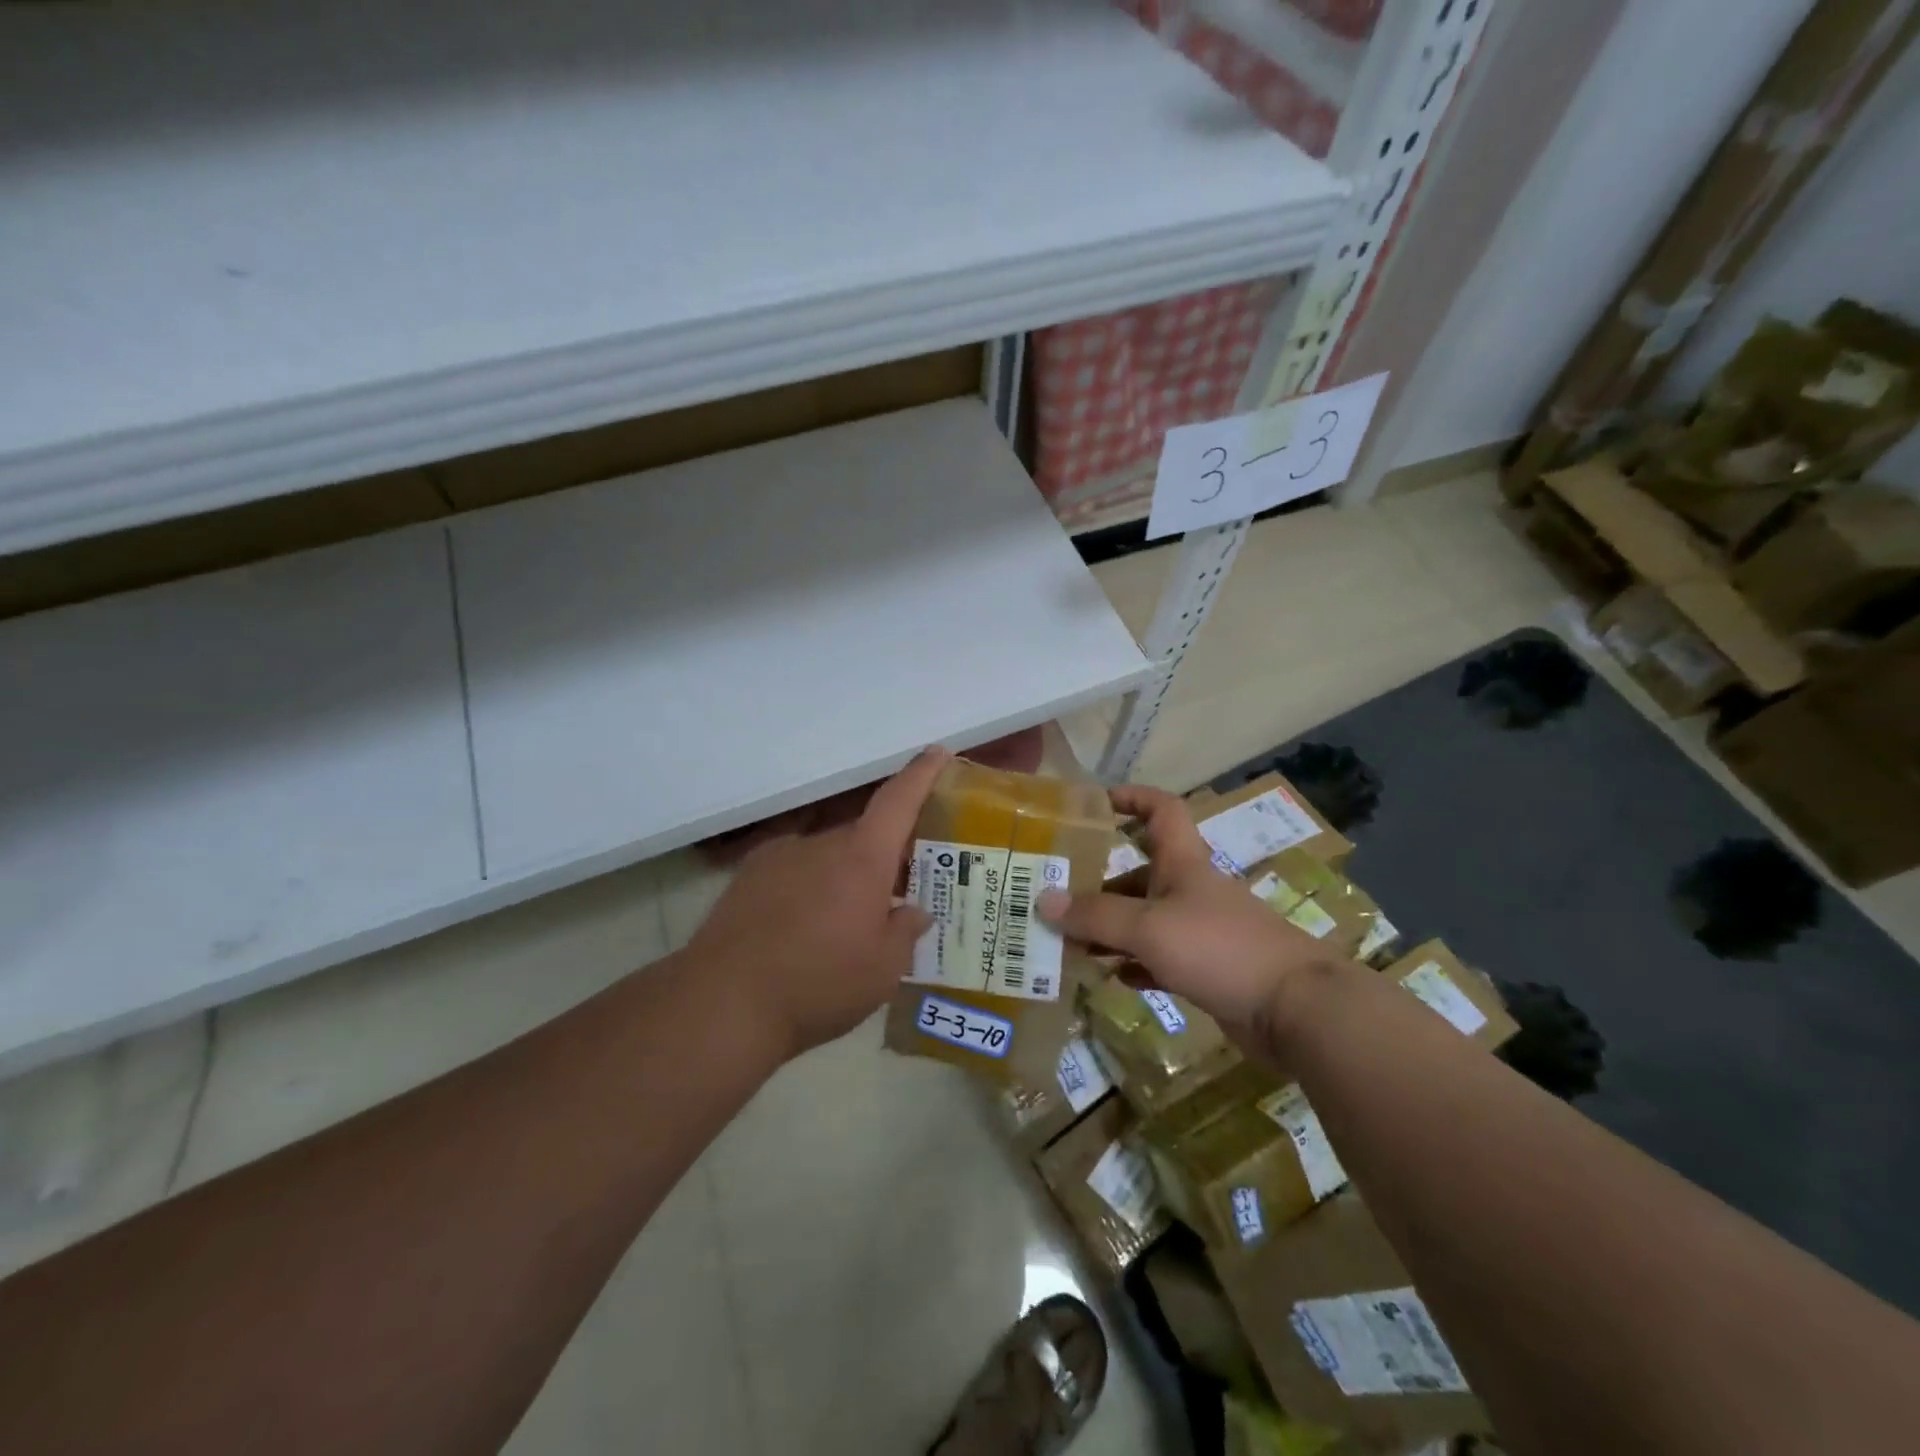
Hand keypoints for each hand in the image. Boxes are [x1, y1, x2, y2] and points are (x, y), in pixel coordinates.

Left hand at [687, 747, 948, 1058]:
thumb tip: (914, 911)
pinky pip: (793, 870)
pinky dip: (807, 888)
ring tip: (841, 925)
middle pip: (863, 837)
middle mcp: (821, 844)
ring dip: (842, 878)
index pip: (898, 801)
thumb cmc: (819, 982)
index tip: (937, 752)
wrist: (724, 1002)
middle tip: (895, 895)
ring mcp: (779, 856)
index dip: (921, 774)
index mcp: (862, 858)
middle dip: (882, 859)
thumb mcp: (883, 970)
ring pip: (826, 856)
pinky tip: (800, 928)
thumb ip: (905, 932)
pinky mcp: (747, 876)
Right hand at [1036, 785, 1337, 1048]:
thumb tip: (1043, 900)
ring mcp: (1200, 931)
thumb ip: (1096, 916)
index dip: (1131, 798)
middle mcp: (1190, 890)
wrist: (1296, 1010)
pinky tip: (1108, 977)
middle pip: (1138, 873)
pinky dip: (1133, 964)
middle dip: (1098, 883)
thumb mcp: (1149, 927)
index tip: (1095, 802)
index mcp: (1183, 862)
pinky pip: (1158, 959)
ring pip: (1144, 920)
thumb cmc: (1220, 948)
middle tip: (1053, 898)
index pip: (1160, 810)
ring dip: (1109, 930)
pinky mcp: (1207, 969)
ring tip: (1067, 943)